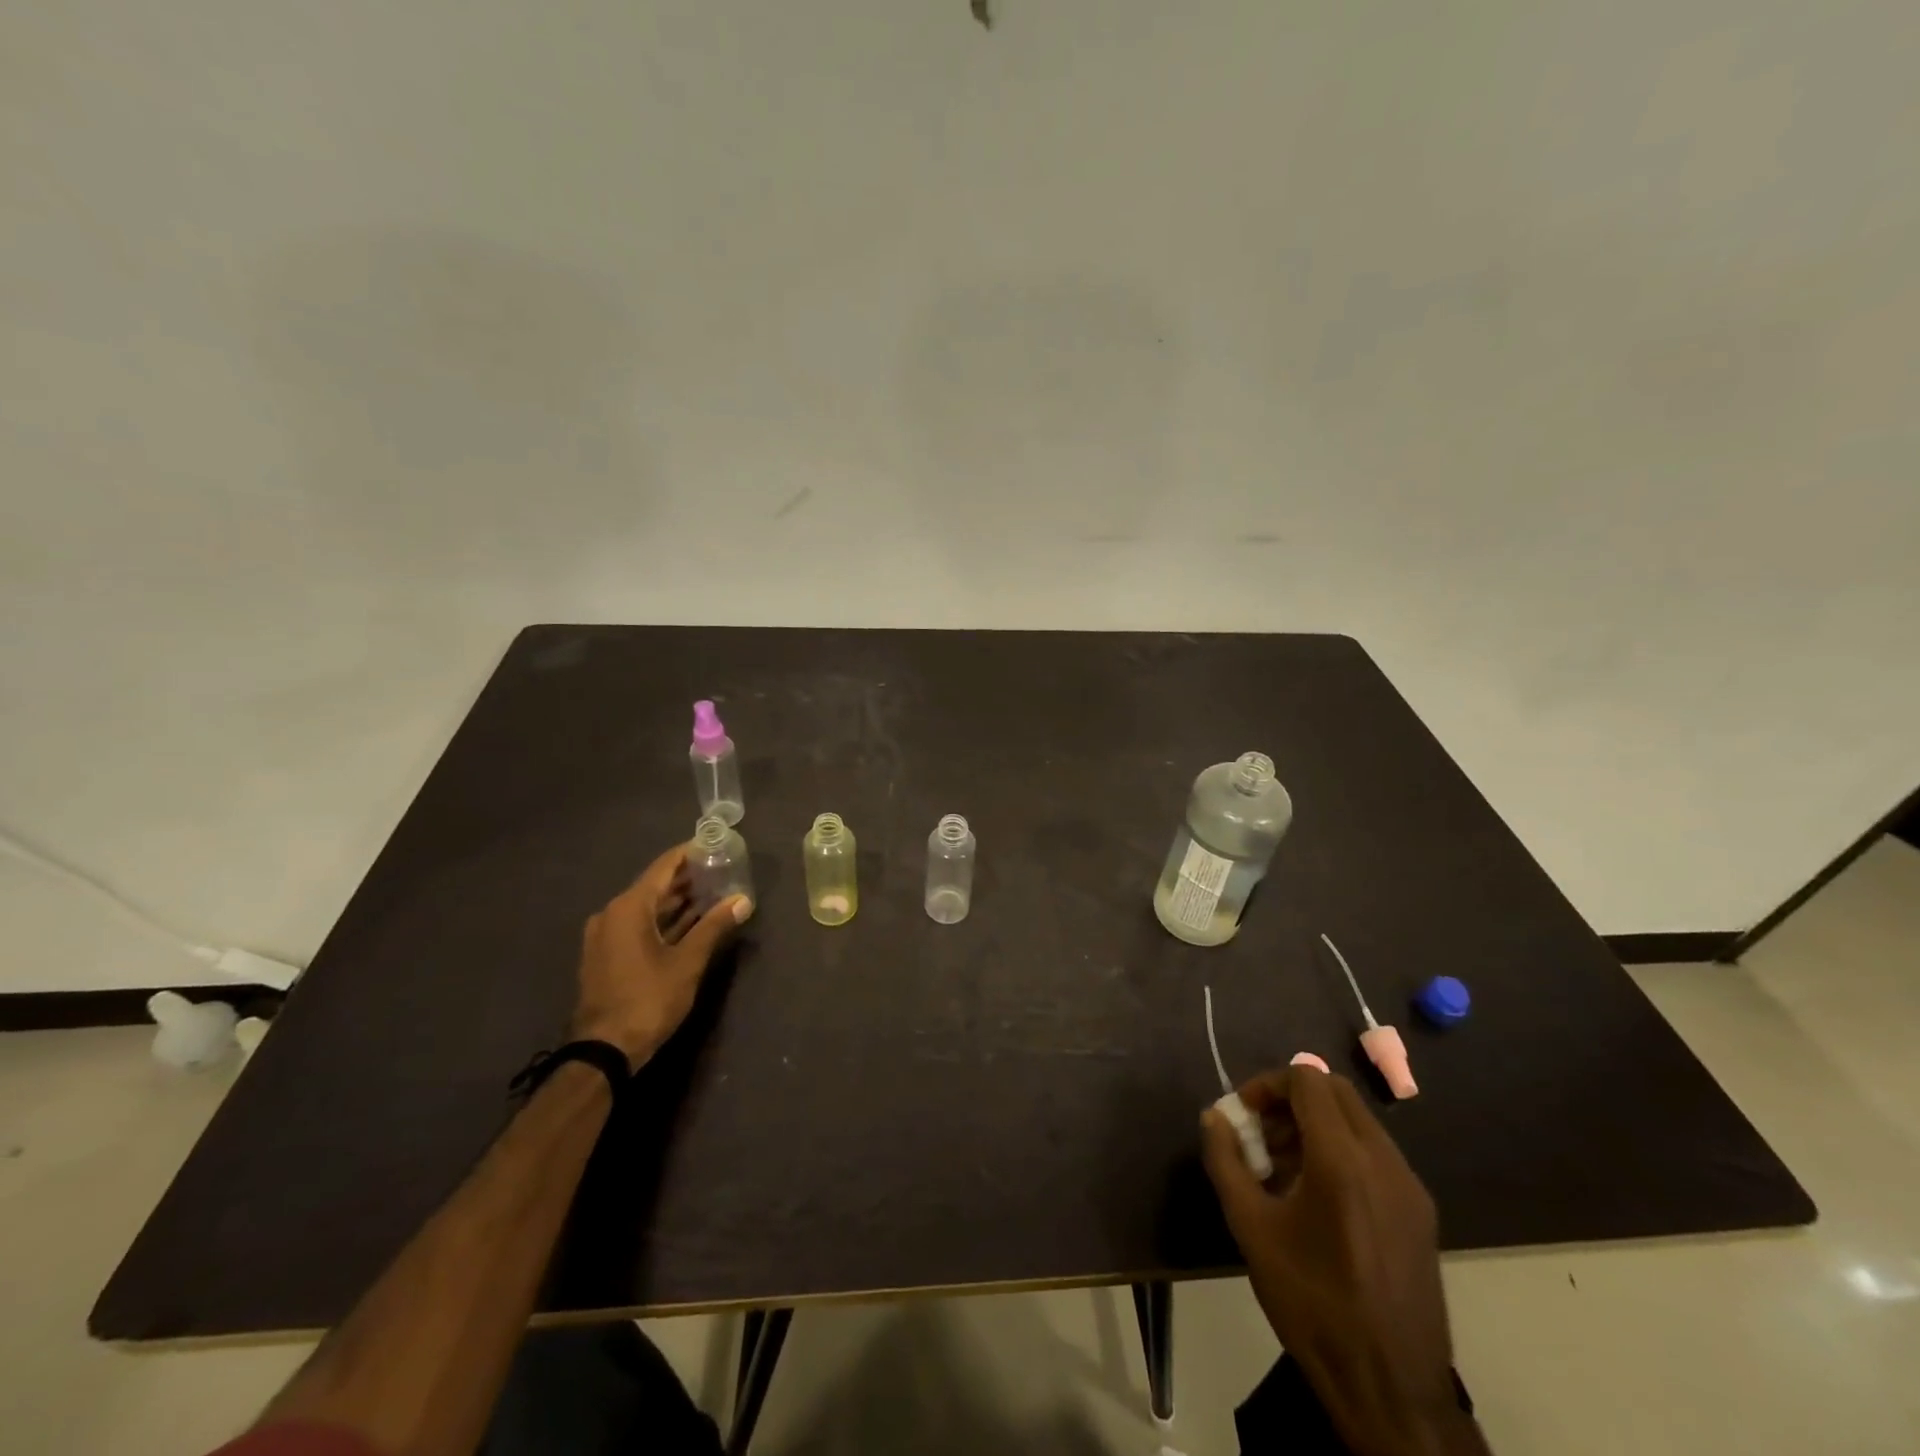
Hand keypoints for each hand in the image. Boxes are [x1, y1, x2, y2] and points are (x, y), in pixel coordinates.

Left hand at [568, 845, 751, 1070]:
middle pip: (654, 885)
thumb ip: (715, 926)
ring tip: (712, 893)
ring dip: (677, 901)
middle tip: (721, 870)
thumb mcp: (688, 962)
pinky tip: (690, 923)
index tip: (715, 844)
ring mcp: (605, 937)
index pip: (664, 867)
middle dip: (687, 878)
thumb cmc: (648, 999)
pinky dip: (663, 921)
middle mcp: (612, 914)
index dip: (690, 853)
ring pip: (647, 908)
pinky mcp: (606, 956)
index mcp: (629, 907)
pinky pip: (638, 926)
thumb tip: (743, 900)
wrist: (604, 1051)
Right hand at [1201, 1067, 1482, 1455]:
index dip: (1267, 1084)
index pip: (1306, 1079)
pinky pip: (1375, 1153)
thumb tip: (1214, 1117)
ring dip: (1315, 1125)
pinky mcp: (1420, 1211)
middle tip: (1261, 1134)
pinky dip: (1341, 1150)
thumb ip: (1226, 1162)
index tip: (1243, 1114)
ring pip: (1357, 1120)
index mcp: (1342, 1159)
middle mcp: (1383, 1160)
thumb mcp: (1251, 1229)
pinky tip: (1317, 1198)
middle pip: (1335, 1091)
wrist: (1392, 1390)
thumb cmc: (1312, 1303)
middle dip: (1291, 1099)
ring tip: (1282, 1168)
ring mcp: (1409, 1186)